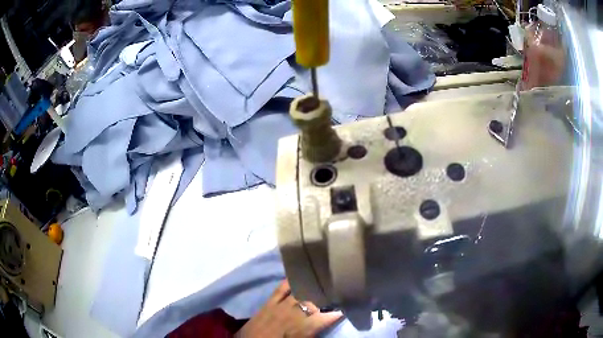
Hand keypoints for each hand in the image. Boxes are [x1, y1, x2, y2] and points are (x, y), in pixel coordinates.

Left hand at [236, 280, 341, 337]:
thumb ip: (314, 331)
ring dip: (314, 283)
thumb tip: (329, 319)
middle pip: (316, 299)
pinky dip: (291, 280)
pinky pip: (282, 287)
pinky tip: (300, 272)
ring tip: (326, 275)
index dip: (340, 310)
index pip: (328, 316)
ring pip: (301, 291)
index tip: (349, 305)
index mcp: (304, 327)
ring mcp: (281, 305)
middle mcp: (295, 313)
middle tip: (341, 285)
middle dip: (330, 293)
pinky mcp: (269, 301)